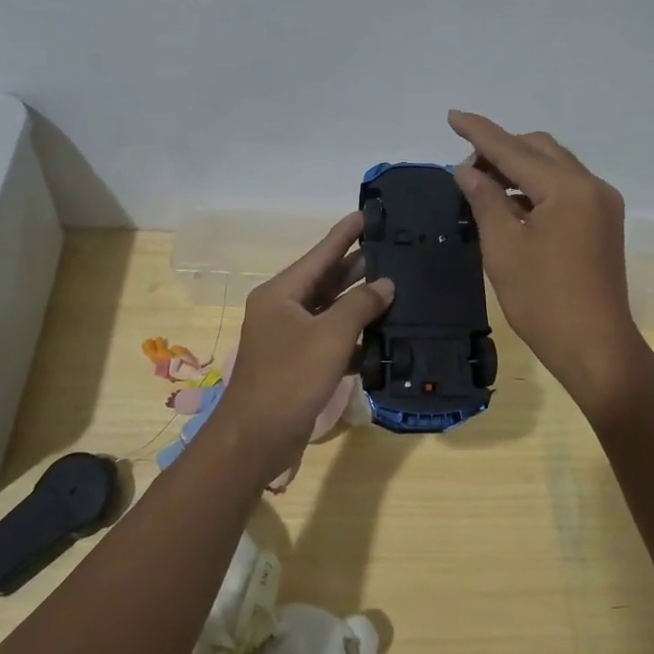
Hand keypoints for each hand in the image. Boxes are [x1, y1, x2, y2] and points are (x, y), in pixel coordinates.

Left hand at [207, 212, 393, 477]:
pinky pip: (330, 338)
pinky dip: (353, 335)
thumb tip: (386, 284)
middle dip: (357, 266)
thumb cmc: (290, 379)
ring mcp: (290, 338)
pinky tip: (383, 333)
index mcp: (281, 294)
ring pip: (330, 310)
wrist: (257, 438)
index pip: (320, 254)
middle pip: (325, 280)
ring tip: (396, 285)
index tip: (367, 214)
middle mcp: (283, 309)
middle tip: (392, 249)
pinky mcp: (299, 364)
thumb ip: (361, 305)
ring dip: (359, 302)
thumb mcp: (330, 336)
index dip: (344, 234)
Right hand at [448, 111, 648, 415]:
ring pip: (555, 167)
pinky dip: (537, 188)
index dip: (480, 132)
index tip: (452, 116)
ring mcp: (602, 204)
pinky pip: (566, 189)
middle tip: (467, 172)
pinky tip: (512, 205)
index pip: (514, 149)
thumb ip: (485, 200)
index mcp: (567, 188)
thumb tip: (468, 170)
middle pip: (540, 150)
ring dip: (520, 169)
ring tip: (484, 187)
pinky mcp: (603, 223)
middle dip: (502, 151)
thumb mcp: (504, 248)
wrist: (595, 347)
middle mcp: (591, 186)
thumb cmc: (543, 301)